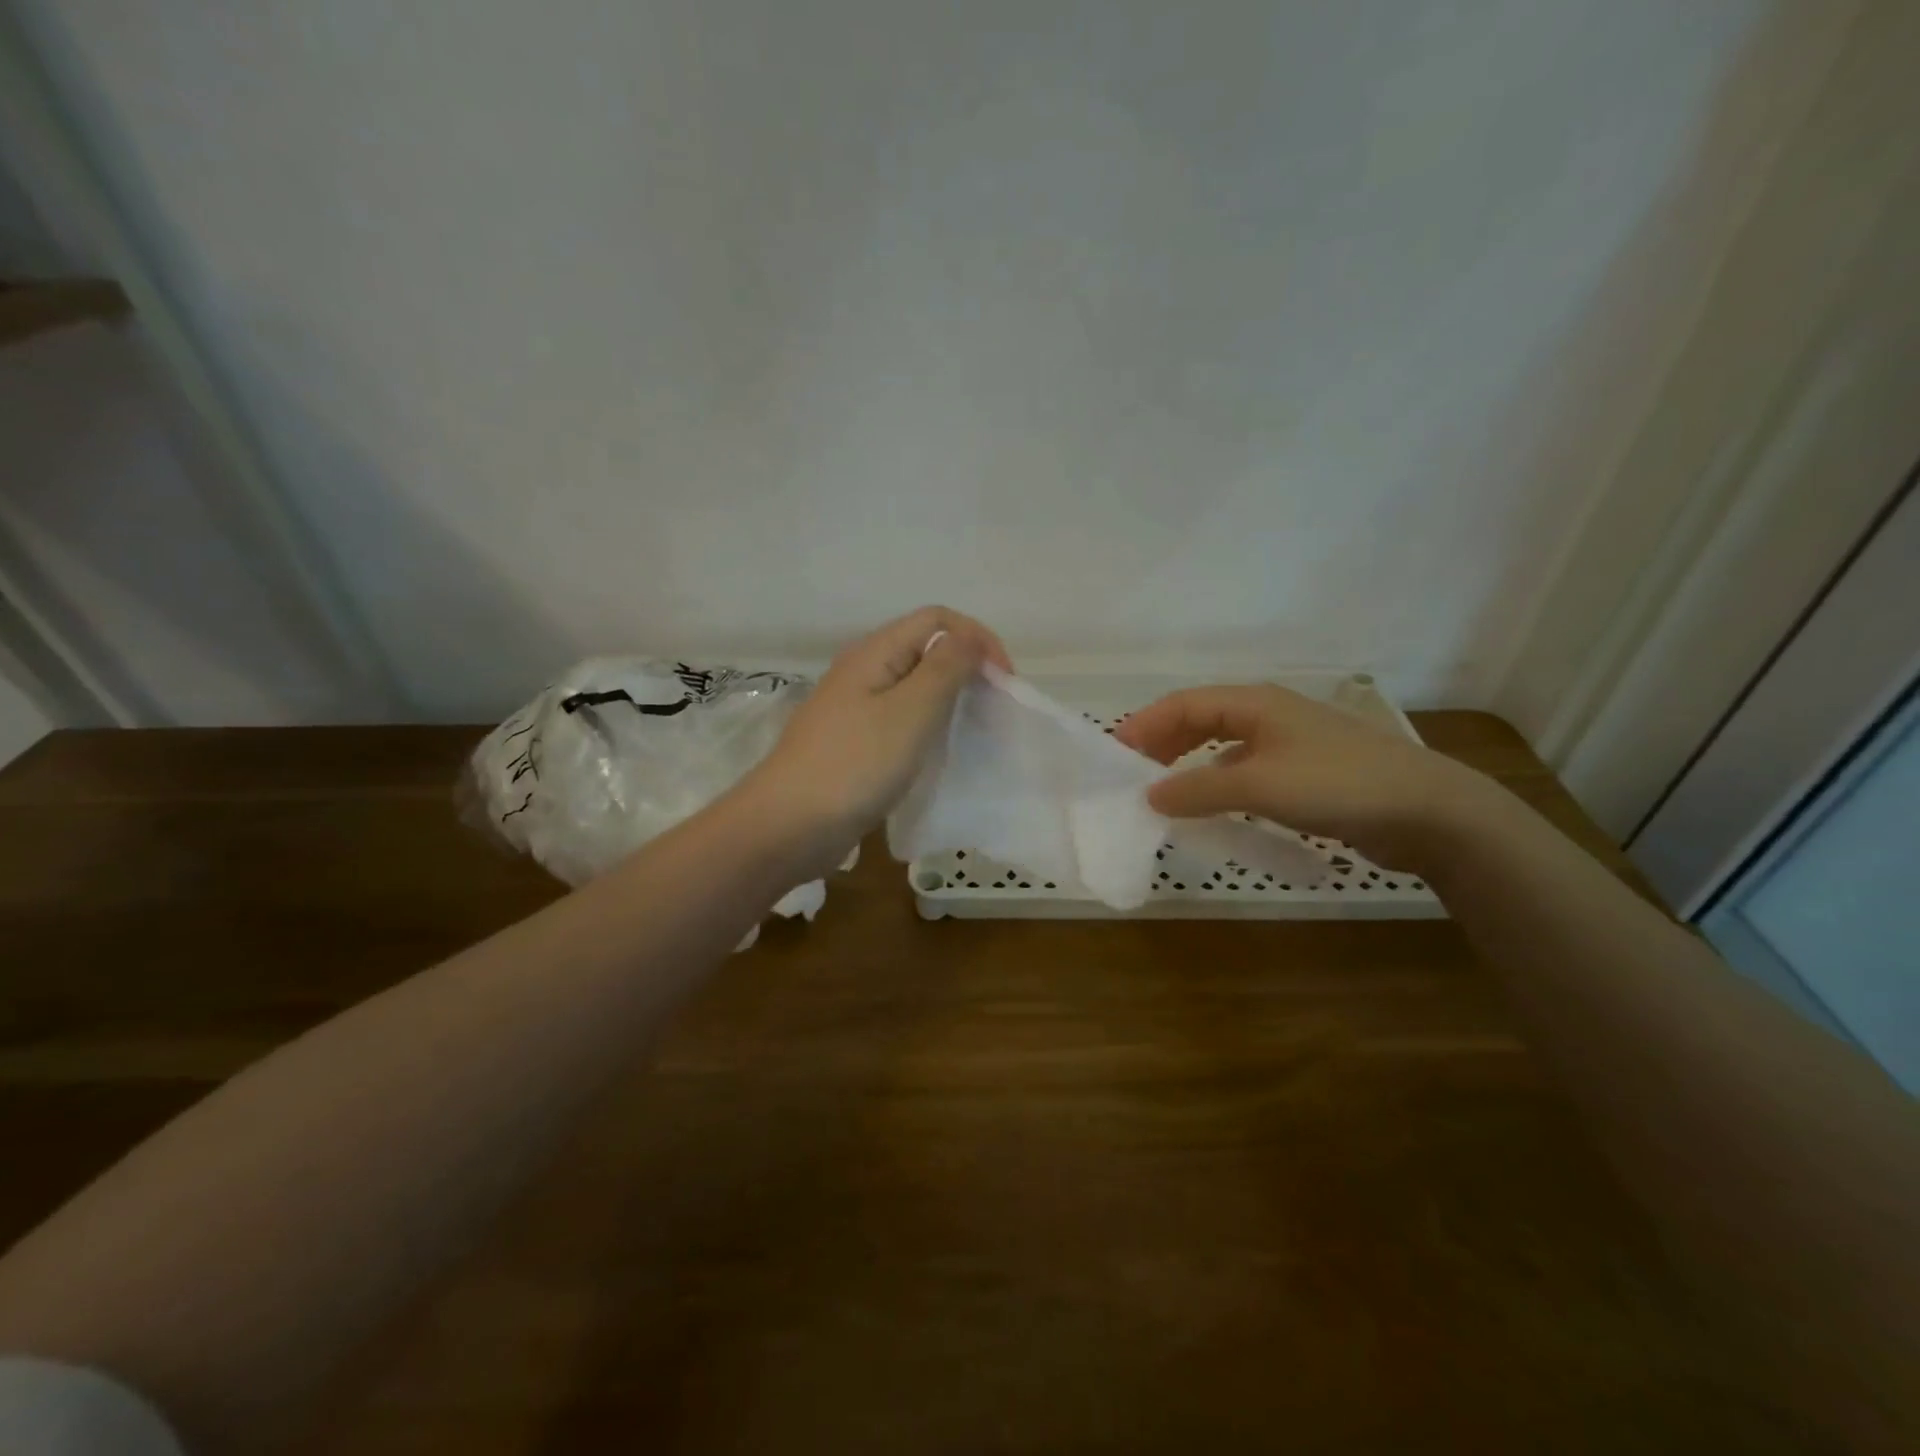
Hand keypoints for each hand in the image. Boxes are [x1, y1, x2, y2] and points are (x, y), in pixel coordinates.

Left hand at [745, 606, 1010, 862]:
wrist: (789, 826)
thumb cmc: (855, 764)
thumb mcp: (911, 711)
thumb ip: (945, 668)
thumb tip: (968, 637)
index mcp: (874, 652)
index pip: (937, 619)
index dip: (977, 638)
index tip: (1005, 681)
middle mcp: (863, 671)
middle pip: (925, 648)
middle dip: (967, 667)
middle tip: (995, 705)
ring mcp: (855, 708)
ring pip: (914, 686)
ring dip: (949, 698)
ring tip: (975, 727)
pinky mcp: (854, 741)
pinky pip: (900, 719)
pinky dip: (928, 725)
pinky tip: (939, 750)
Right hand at [1113, 684, 1493, 871]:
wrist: (1427, 811)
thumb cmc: (1336, 784)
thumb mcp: (1257, 786)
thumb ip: (1198, 789)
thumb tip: (1149, 794)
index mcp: (1254, 703)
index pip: (1184, 704)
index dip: (1146, 724)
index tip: (1115, 753)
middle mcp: (1268, 716)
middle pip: (1201, 719)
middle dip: (1163, 742)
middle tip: (1133, 772)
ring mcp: (1289, 744)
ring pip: (1223, 746)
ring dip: (1189, 763)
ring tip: (1163, 789)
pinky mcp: (1305, 773)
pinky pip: (1245, 770)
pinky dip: (1218, 783)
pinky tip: (1212, 805)